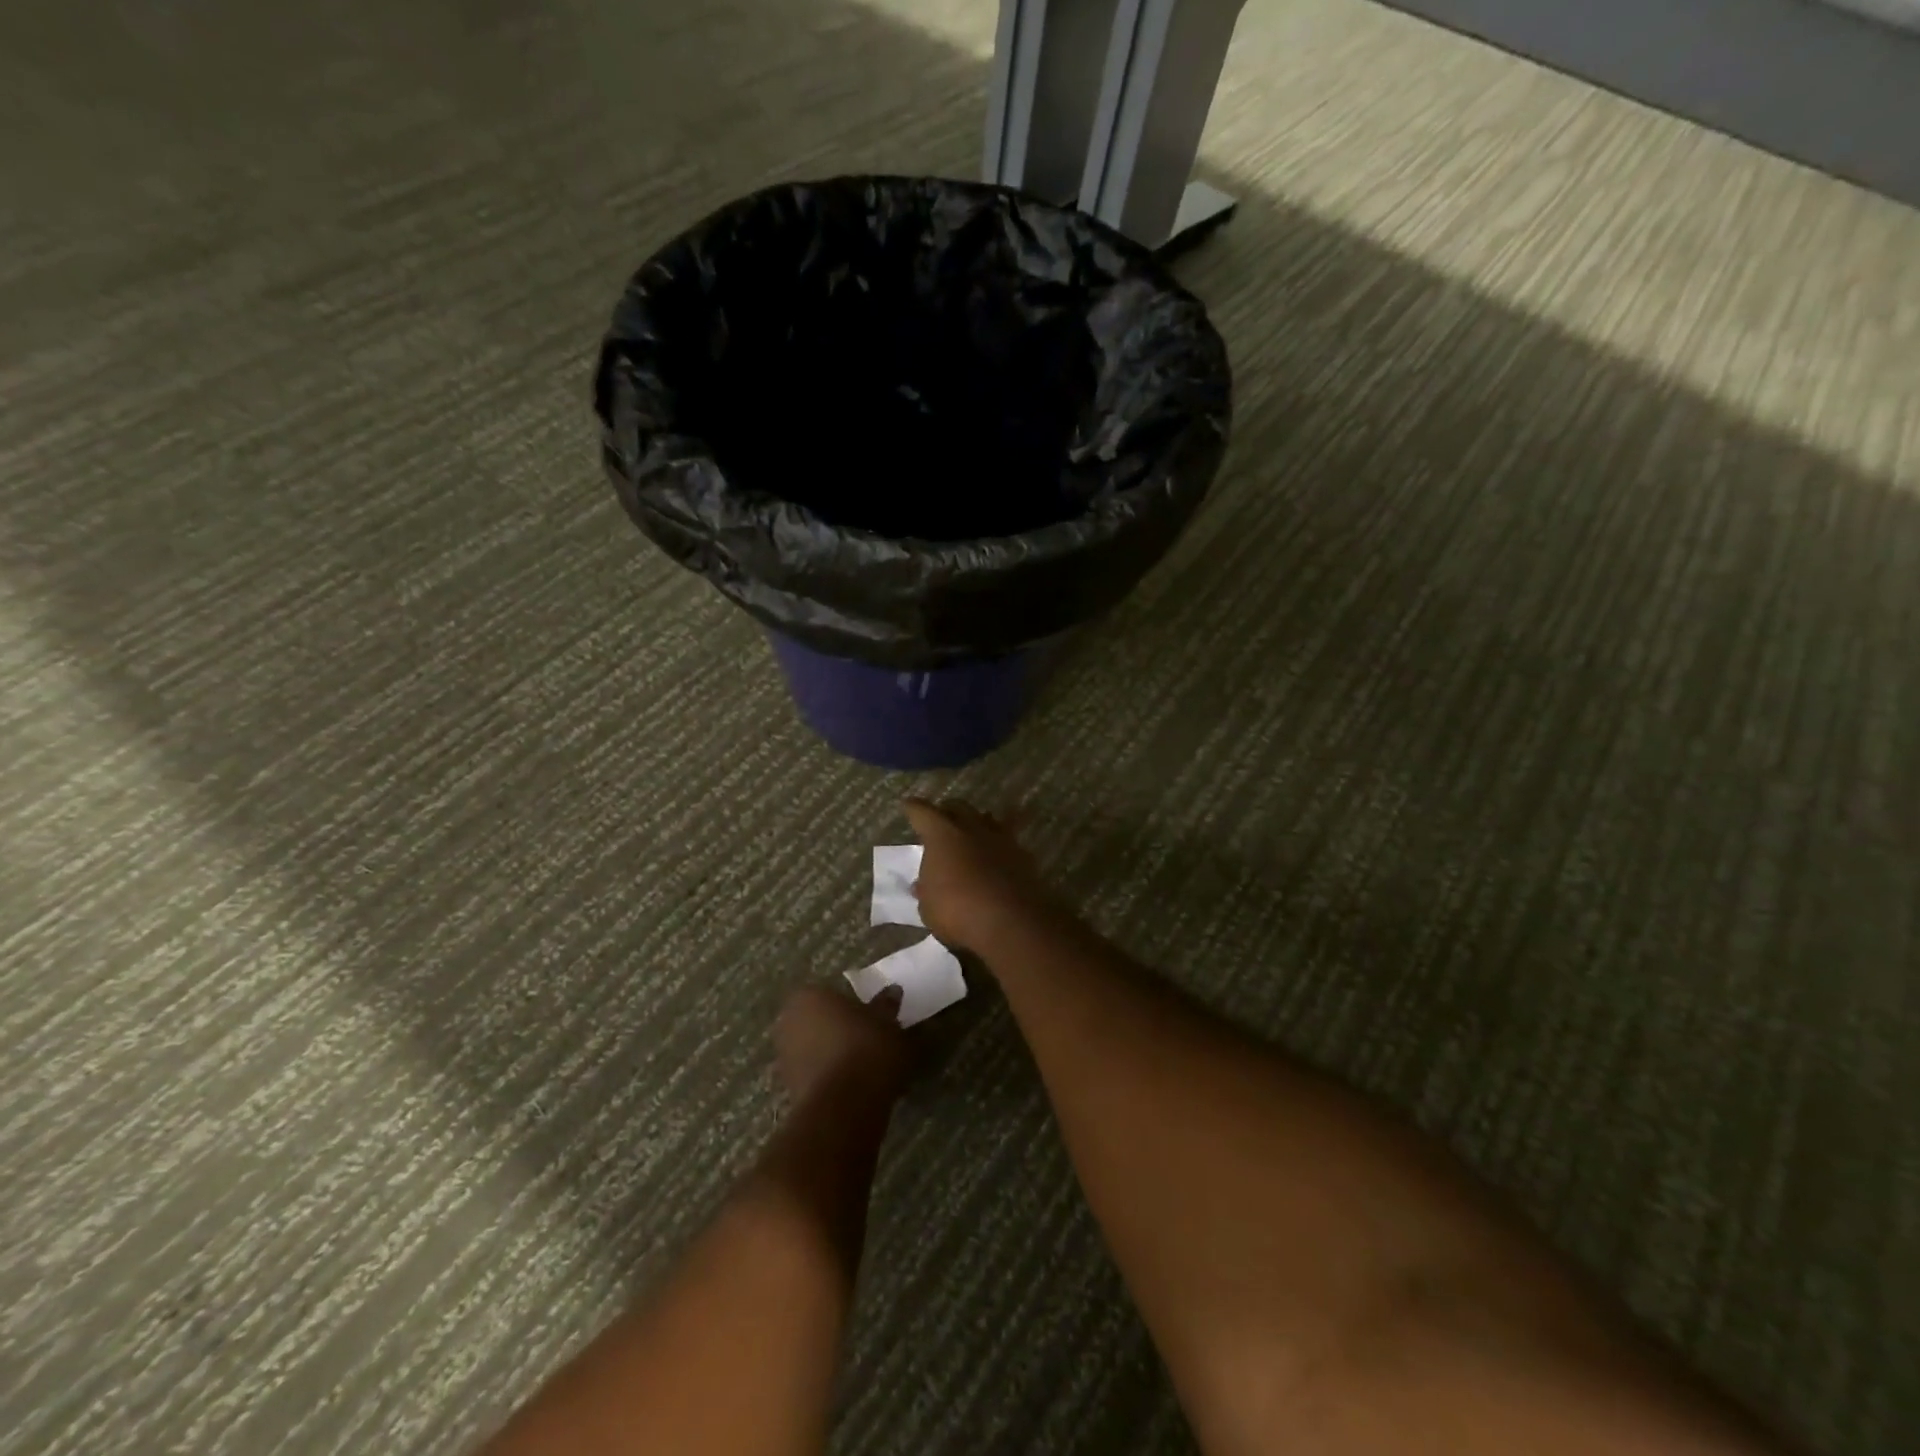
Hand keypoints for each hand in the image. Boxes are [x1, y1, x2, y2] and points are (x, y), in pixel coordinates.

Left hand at [774, 984, 909, 1106]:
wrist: (845, 1107)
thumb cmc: (866, 1049)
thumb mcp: (887, 1022)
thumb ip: (886, 1005)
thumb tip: (892, 992)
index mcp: (809, 996)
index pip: (831, 994)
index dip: (852, 1006)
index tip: (871, 1017)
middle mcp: (789, 1022)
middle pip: (820, 1021)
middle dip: (840, 1029)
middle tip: (869, 1039)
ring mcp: (785, 1057)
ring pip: (816, 1048)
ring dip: (835, 1054)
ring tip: (866, 1066)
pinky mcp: (789, 1089)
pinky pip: (816, 1074)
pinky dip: (832, 1077)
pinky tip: (856, 1086)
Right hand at [901, 798, 1066, 952]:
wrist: (1011, 921)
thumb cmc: (957, 911)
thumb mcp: (929, 907)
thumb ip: (926, 891)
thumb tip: (922, 884)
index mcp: (941, 834)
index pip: (922, 812)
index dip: (913, 809)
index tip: (908, 806)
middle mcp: (971, 828)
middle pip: (957, 807)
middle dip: (947, 811)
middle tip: (941, 820)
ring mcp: (1000, 838)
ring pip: (986, 819)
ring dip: (977, 823)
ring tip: (971, 833)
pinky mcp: (1023, 855)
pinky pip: (1008, 841)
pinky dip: (1000, 845)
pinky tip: (999, 853)